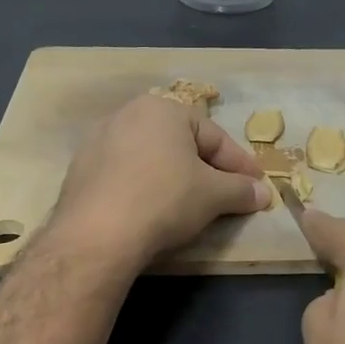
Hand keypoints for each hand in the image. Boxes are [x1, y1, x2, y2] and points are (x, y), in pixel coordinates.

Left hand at [52, 93, 271, 269]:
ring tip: (192, 204)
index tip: (257, 186)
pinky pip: (126, 175)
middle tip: (227, 194)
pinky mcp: (80, 171)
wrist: (97, 234)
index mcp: (163, 109)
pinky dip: (145, 189)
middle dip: (207, 168)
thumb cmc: (165, 199)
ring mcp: (98, 141)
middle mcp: (128, 114)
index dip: (240, 164)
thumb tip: (264, 193)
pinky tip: (153, 211)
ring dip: (175, 178)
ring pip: (152, 158)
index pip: (214, 136)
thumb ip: (241, 190)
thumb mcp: (214, 195)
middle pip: (181, 144)